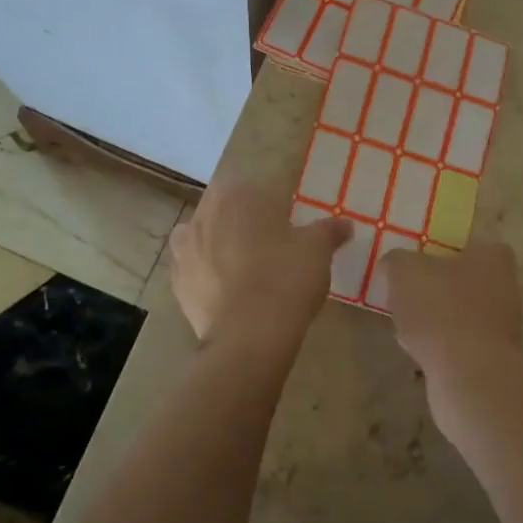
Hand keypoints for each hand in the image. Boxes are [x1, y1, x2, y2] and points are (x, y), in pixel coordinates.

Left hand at [168, 175, 349, 359]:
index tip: (286, 222)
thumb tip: (346, 224)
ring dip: (220, 246)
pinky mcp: (177, 284)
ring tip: (247, 269)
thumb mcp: (317, 248)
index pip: (251, 187)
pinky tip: (229, 291)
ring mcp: (184, 249)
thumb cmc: (286, 276)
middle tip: (272, 246)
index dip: (269, 204)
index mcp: (235, 193)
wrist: (249, 336)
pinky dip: (208, 276)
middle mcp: (202, 213)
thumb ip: (329, 230)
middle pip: (225, 210)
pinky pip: (194, 270)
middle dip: (243, 223)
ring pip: (204, 237)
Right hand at [384, 241, 522, 388]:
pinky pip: (460, 344)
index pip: (468, 244)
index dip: (440, 252)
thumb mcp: (404, 271)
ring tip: (406, 326)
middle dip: (436, 289)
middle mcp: (506, 287)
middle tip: (406, 296)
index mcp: (493, 257)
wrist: (468, 376)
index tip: (416, 265)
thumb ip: (397, 261)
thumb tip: (394, 264)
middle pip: (463, 281)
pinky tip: (419, 353)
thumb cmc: (440, 309)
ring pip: (460, 314)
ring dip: (436, 320)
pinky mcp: (494, 359)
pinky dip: (441, 347)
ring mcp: (504, 326)